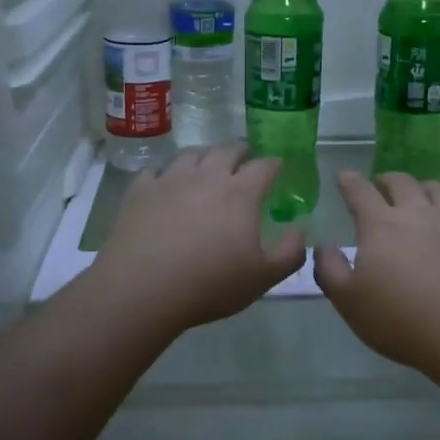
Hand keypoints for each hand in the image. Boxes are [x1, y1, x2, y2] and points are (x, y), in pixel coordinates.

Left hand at [93, 145, 307, 334]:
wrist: (142, 289)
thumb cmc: (210, 284)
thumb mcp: (264, 277)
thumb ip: (291, 251)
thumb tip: (299, 229)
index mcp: (240, 192)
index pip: (264, 166)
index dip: (274, 164)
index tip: (278, 167)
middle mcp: (206, 176)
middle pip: (227, 151)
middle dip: (240, 153)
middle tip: (244, 162)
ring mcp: (170, 179)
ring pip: (191, 155)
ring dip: (204, 157)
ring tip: (206, 167)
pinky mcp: (140, 191)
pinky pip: (155, 171)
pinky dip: (165, 174)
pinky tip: (165, 185)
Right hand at [314, 171, 439, 371]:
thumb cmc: (402, 321)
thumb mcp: (349, 302)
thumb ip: (330, 270)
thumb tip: (323, 246)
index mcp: (381, 226)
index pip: (359, 191)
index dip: (348, 181)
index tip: (344, 177)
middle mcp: (418, 213)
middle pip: (401, 181)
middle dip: (386, 180)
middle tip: (381, 188)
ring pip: (439, 190)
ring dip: (424, 190)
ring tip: (421, 199)